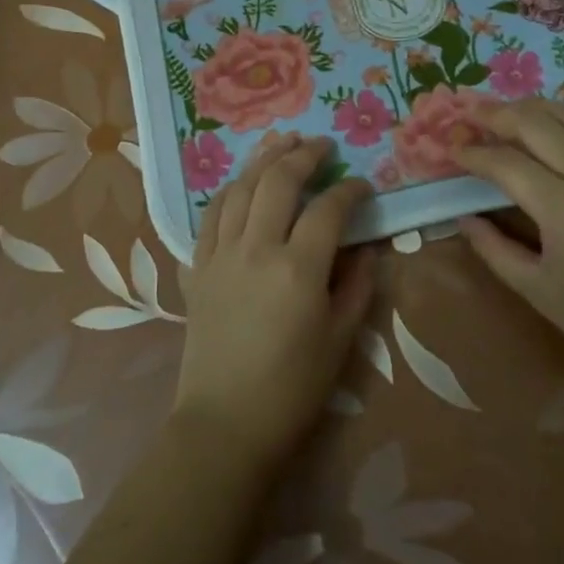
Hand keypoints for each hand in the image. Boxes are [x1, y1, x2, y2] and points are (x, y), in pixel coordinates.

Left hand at [173, 134, 375, 470]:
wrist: (225, 423)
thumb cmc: (291, 389)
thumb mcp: (340, 340)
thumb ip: (357, 287)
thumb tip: (366, 249)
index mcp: (298, 269)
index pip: (328, 209)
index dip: (350, 190)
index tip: (363, 185)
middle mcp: (256, 249)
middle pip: (279, 182)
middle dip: (303, 155)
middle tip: (321, 144)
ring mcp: (220, 255)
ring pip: (240, 189)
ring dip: (262, 159)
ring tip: (281, 140)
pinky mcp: (198, 268)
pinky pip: (210, 215)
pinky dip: (228, 190)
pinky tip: (240, 181)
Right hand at [452, 99, 563, 382]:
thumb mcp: (533, 287)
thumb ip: (492, 247)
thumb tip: (463, 217)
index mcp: (562, 207)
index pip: (505, 163)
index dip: (473, 153)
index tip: (450, 148)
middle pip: (537, 124)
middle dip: (498, 114)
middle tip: (471, 114)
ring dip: (536, 108)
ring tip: (508, 110)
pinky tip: (560, 127)